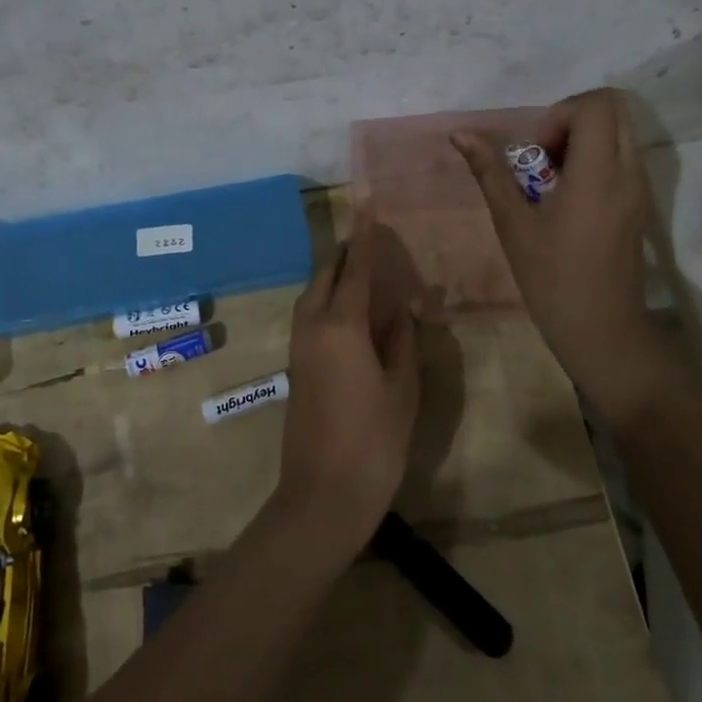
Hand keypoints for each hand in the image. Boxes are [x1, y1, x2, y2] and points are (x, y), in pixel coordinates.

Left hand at [275, 217, 421, 560]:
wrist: (322, 495)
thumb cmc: (373, 441)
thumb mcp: (401, 388)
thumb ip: (401, 341)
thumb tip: (404, 309)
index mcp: (341, 326)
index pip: (356, 269)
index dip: (366, 237)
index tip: (368, 205)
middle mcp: (313, 326)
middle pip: (327, 276)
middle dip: (347, 255)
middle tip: (374, 243)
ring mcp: (299, 346)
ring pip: (314, 295)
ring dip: (336, 278)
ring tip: (367, 274)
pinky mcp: (297, 365)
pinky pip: (311, 316)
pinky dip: (330, 301)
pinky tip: (353, 312)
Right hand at [453, 89, 676, 429]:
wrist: (603, 331)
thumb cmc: (553, 279)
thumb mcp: (513, 224)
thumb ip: (490, 172)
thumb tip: (460, 134)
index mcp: (598, 174)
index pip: (596, 104)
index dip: (560, 115)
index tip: (537, 152)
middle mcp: (628, 172)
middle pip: (613, 108)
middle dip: (571, 121)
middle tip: (543, 158)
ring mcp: (640, 189)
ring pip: (619, 133)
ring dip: (582, 141)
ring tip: (553, 181)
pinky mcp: (640, 205)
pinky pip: (621, 158)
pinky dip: (594, 161)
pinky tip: (568, 200)